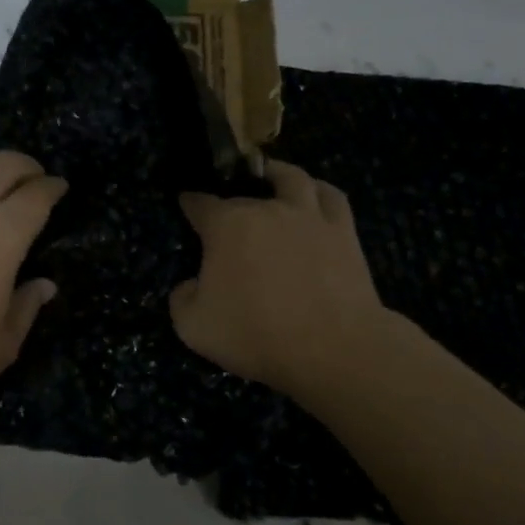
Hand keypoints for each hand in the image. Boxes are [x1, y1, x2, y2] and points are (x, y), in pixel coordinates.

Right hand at [171, 159, 391, 399]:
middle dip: (230, 202)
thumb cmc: (257, 335)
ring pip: (291, 178)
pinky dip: (318, 191)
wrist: (332, 350)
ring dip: (277, 175)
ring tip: (271, 177)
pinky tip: (314, 196)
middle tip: (226, 220)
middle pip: (243, 194)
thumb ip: (181, 299)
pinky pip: (331, 196)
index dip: (190, 203)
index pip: (200, 203)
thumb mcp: (194, 327)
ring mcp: (308, 215)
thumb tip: (190, 285)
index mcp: (226, 225)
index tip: (186, 205)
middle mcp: (266, 208)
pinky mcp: (343, 231)